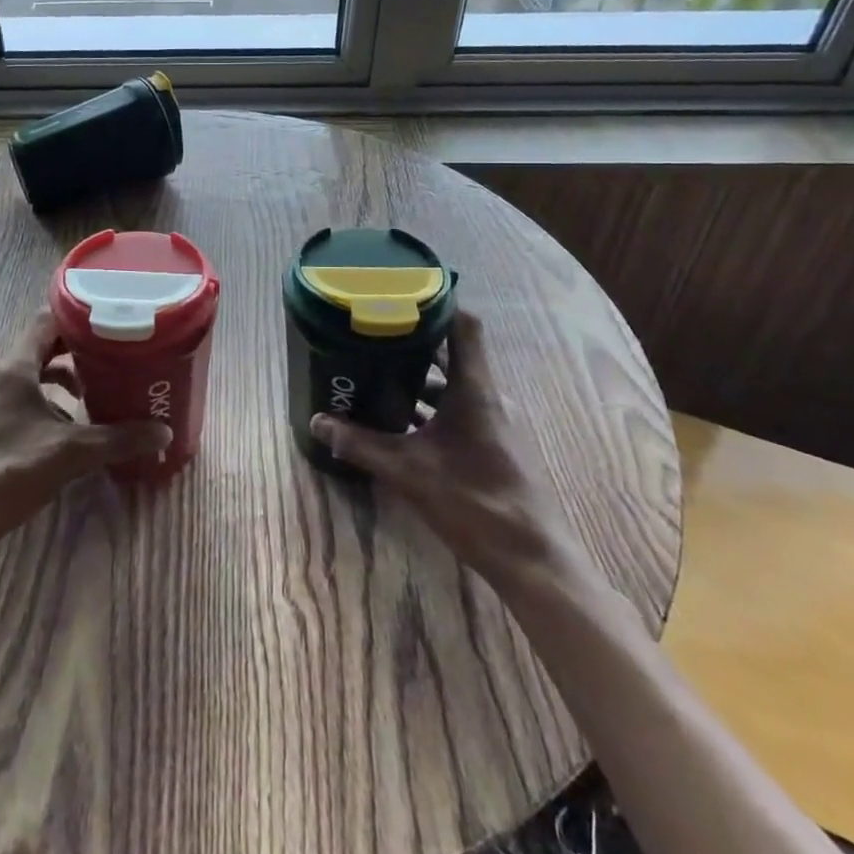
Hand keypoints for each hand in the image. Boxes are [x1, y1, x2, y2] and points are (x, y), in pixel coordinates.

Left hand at [0, 311, 171, 582]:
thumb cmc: (9, 471)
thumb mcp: (70, 453)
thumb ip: (118, 439)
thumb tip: (163, 432)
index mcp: (16, 367)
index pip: (47, 320)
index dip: (80, 315)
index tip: (113, 319)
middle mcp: (3, 376)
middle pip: (45, 346)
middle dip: (81, 349)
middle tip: (117, 353)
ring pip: (38, 375)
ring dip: (68, 378)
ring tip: (101, 390)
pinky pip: (30, 399)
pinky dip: (54, 404)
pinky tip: (76, 427)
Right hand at [309, 311, 586, 585]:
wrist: (535, 560)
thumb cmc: (475, 503)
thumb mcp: (408, 472)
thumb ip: (361, 445)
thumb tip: (318, 422)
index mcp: (475, 390)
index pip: (464, 326)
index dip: (437, 303)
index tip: (400, 293)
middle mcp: (489, 397)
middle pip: (453, 354)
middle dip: (414, 343)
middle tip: (373, 336)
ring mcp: (496, 423)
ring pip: (455, 386)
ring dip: (421, 379)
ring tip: (379, 376)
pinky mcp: (496, 446)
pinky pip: (460, 410)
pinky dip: (432, 408)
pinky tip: (402, 424)